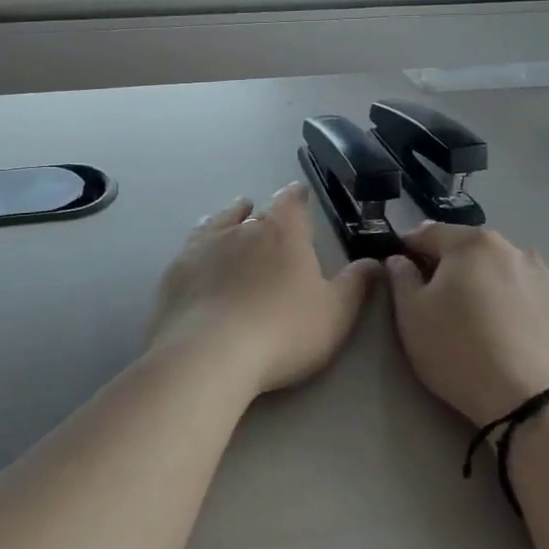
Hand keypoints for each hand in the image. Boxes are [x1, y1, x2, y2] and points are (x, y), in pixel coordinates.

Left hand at [146, 183, 382, 394]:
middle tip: (267, 215)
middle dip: (263, 213)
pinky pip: (190, 248)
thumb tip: (373, 262)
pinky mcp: (176, 272)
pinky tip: (198, 257)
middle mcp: (241, 230)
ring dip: (228, 218)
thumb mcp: (335, 313)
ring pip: (217, 223)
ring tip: (233, 216)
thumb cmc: (283, 332)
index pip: (291, 202)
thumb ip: (355, 285)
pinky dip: (200, 247)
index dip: (297, 196)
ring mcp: (203, 248)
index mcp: (282, 233)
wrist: (209, 355)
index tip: (299, 193)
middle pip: (254, 212)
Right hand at [386, 223, 548, 426]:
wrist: (538, 402)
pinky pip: (526, 294)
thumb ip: (401, 278)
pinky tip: (508, 334)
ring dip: (483, 283)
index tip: (400, 268)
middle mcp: (511, 248)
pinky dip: (512, 303)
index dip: (409, 248)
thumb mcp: (412, 316)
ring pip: (500, 270)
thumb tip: (400, 259)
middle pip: (468, 249)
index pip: (429, 233)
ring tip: (476, 319)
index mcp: (471, 243)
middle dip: (449, 266)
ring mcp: (545, 275)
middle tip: (436, 299)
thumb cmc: (461, 351)